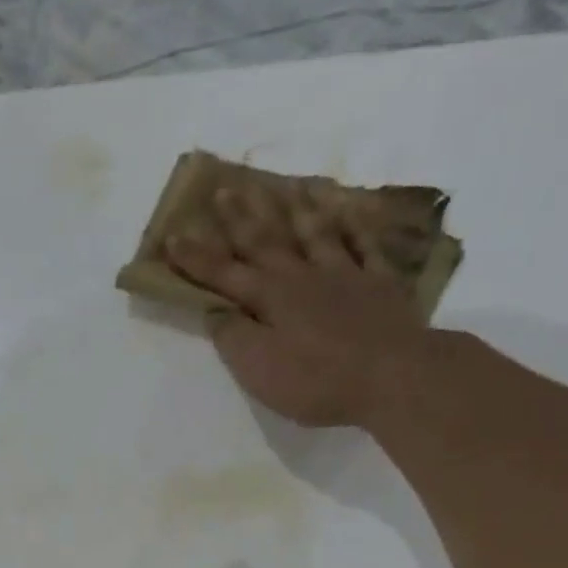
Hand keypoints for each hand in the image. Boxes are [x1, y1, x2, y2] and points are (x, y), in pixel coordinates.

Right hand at [166, 183, 437, 427]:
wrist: (394, 376)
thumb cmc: (317, 380)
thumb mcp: (259, 369)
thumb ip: (234, 337)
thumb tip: (216, 309)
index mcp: (270, 298)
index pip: (224, 273)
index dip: (196, 257)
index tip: (173, 235)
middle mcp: (303, 277)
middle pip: (267, 241)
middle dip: (241, 218)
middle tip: (224, 189)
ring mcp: (345, 275)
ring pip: (315, 233)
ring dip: (296, 210)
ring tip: (285, 187)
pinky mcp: (380, 284)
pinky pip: (364, 245)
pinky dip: (354, 225)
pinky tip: (349, 212)